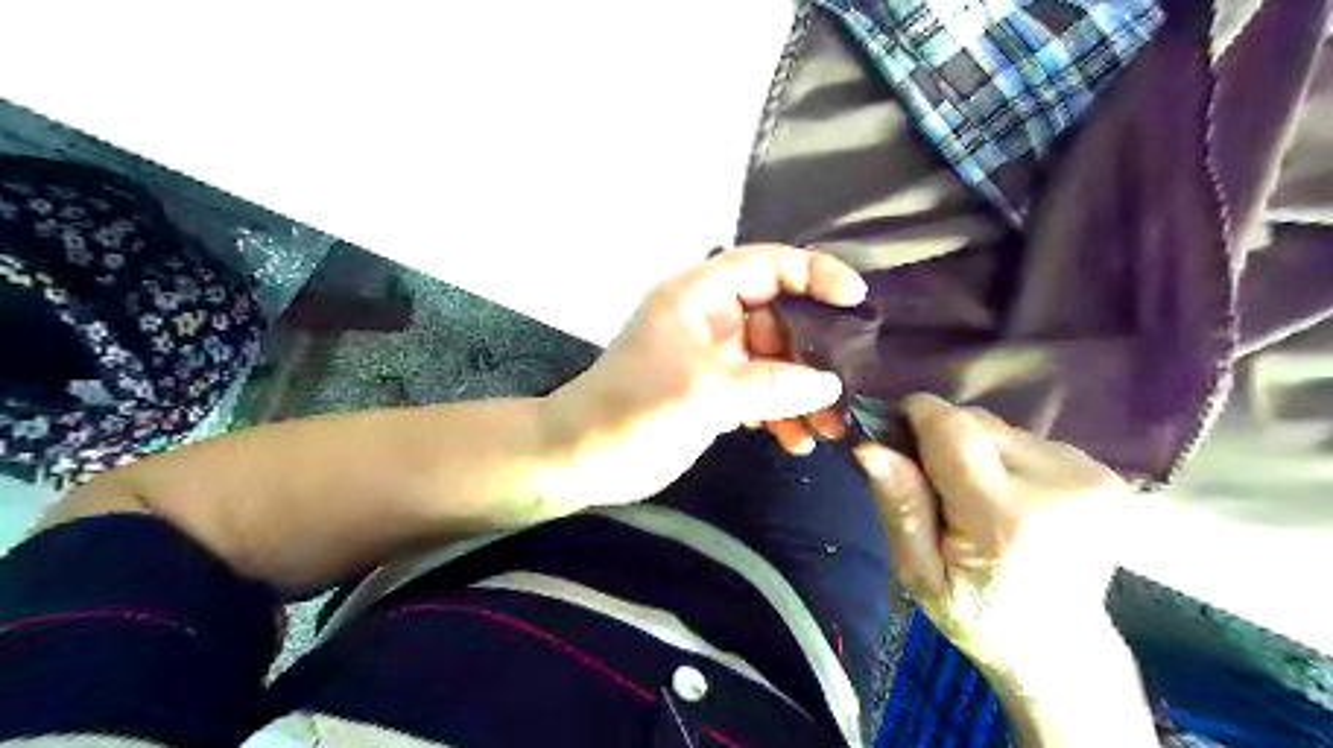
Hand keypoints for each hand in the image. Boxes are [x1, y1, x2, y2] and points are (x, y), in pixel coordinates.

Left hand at [539, 247, 864, 507]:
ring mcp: (713, 357)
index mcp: (699, 296)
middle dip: (816, 350)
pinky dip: (781, 413)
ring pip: (775, 360)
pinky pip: (761, 392)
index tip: (855, 301)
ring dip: (803, 390)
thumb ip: (772, 384)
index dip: (814, 274)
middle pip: (779, 316)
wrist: (580, 459)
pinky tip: (796, 441)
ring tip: (829, 427)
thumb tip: (830, 383)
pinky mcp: (714, 392)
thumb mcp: (704, 392)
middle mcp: (710, 319)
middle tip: (849, 384)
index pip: (766, 265)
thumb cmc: (633, 412)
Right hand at [854, 393, 1135, 673]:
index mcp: (1006, 518)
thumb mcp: (919, 574)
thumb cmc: (977, 615)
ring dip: (976, 450)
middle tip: (934, 485)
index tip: (895, 434)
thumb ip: (899, 507)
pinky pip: (1029, 440)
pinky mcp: (1107, 474)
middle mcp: (1059, 485)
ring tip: (975, 497)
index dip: (917, 416)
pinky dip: (1006, 458)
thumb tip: (870, 447)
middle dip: (943, 439)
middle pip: (977, 422)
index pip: (953, 427)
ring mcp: (1092, 477)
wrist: (1060, 645)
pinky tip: (1011, 497)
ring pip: (1002, 428)